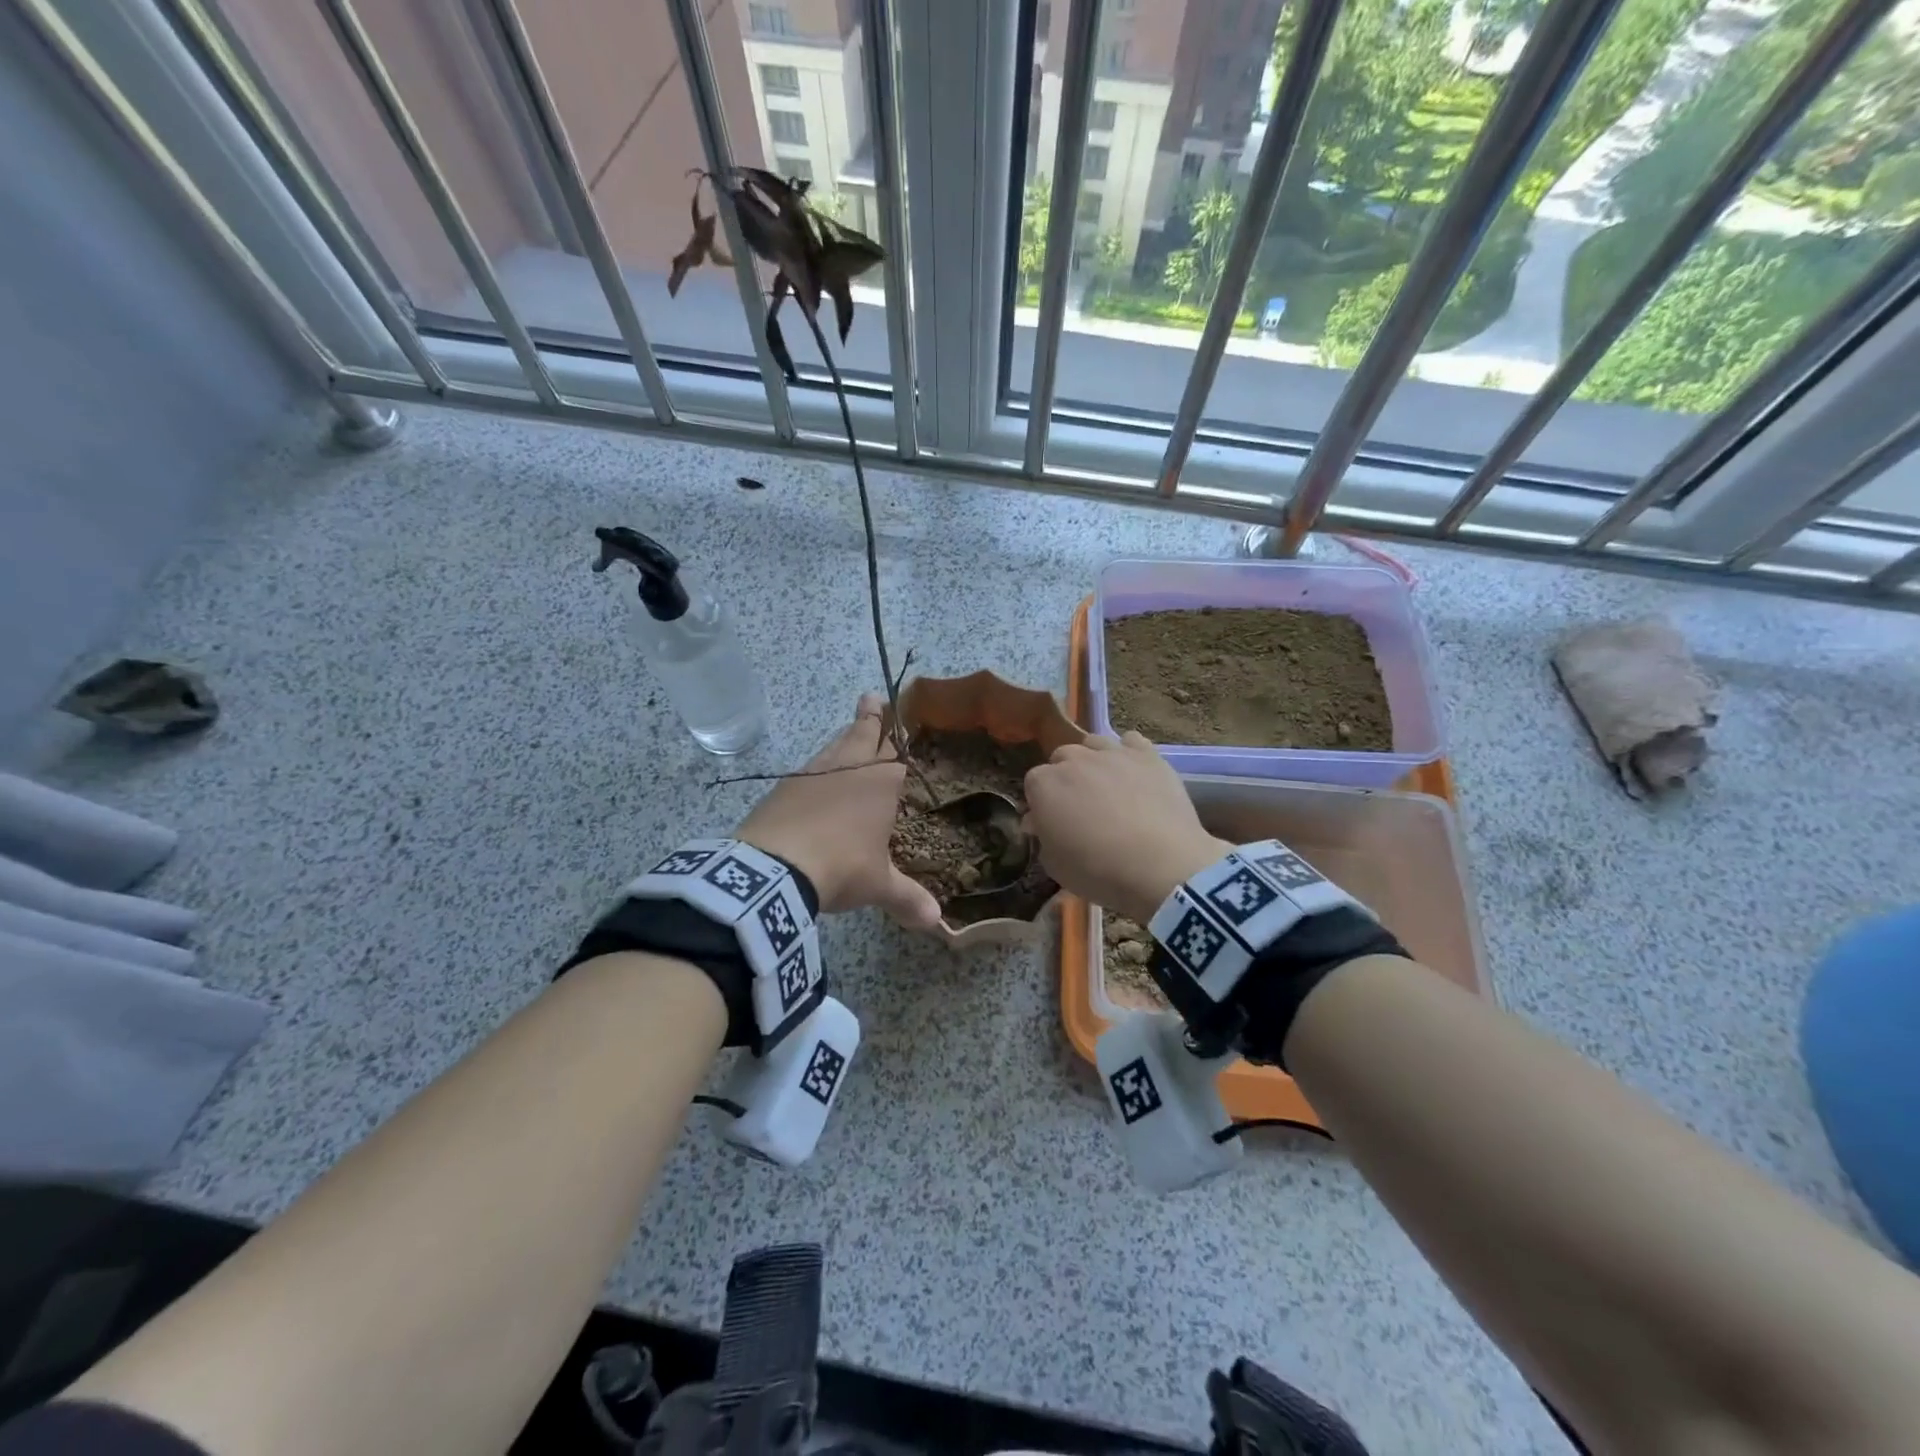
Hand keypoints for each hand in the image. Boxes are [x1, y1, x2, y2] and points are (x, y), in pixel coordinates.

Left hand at [737, 694, 941, 929]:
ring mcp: (813, 773)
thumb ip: (907, 899)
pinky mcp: (783, 786)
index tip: (900, 724)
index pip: (896, 753)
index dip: (898, 740)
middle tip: (871, 697)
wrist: (774, 867)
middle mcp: (849, 768)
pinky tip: (815, 776)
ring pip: (834, 746)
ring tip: (849, 730)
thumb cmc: (841, 867)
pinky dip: (819, 766)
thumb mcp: (877, 886)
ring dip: (844, 737)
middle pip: (863, 734)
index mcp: (881, 784)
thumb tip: (937, 923)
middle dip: (871, 717)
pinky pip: (809, 767)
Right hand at [1023, 732, 1228, 923]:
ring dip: (1094, 761)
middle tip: (1080, 807)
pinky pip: (1132, 741)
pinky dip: (1129, 753)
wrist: (1161, 867)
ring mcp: (1112, 753)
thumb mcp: (1055, 865)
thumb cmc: (1099, 871)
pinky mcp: (1148, 755)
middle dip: (1066, 778)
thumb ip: (1042, 837)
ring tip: (1107, 786)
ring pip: (1094, 744)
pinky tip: (1134, 772)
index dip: (1042, 802)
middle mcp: (1075, 760)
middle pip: (1062, 758)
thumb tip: (1039, 822)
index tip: (1052, 821)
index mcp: (1044, 785)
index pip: (1033, 783)